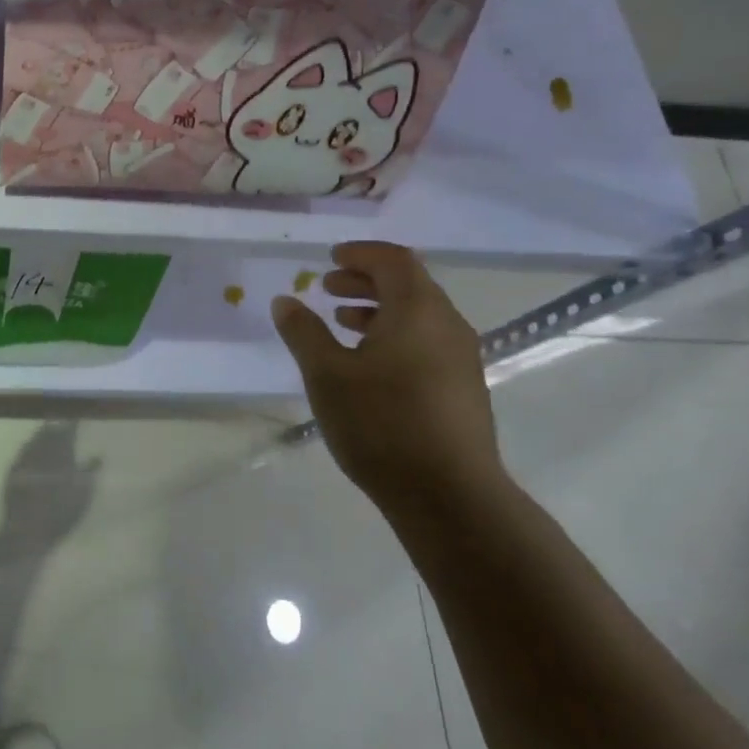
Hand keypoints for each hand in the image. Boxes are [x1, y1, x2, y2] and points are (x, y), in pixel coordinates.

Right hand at [271, 241, 505, 508]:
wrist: (449, 494)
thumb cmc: (381, 423)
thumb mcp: (327, 375)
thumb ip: (304, 332)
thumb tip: (285, 300)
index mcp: (418, 310)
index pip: (394, 260)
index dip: (360, 253)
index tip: (329, 259)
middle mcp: (447, 325)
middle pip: (409, 285)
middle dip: (365, 281)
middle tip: (327, 288)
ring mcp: (460, 358)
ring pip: (418, 316)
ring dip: (378, 310)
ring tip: (341, 323)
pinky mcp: (462, 388)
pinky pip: (425, 342)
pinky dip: (394, 336)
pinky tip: (368, 365)